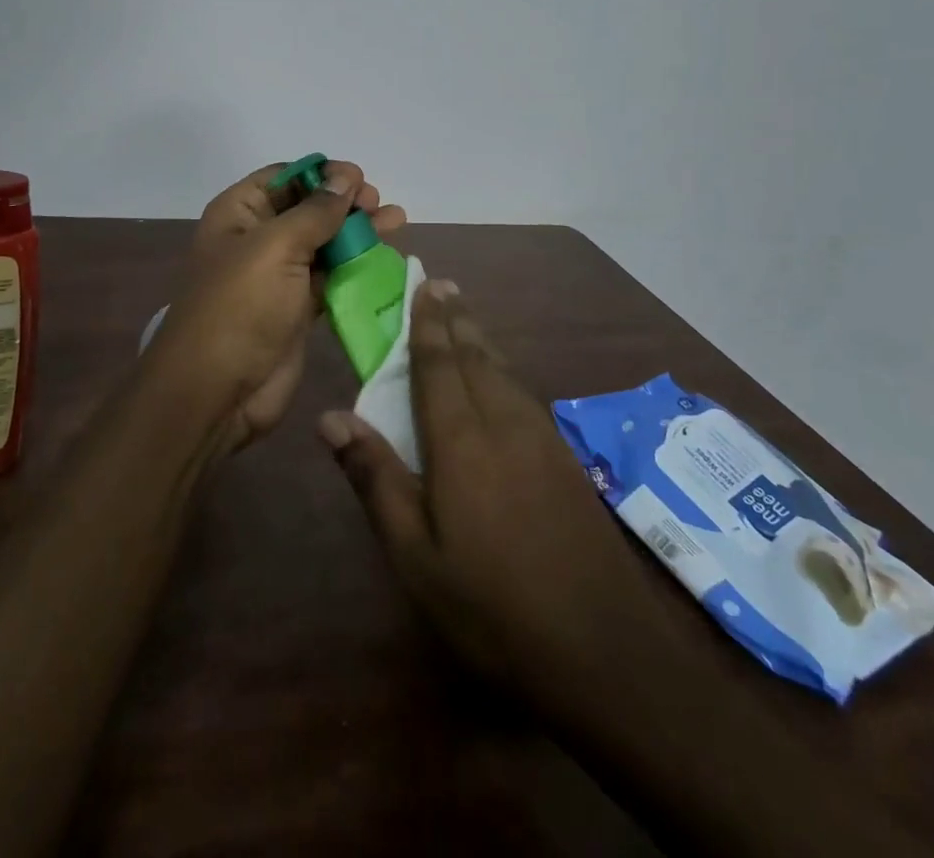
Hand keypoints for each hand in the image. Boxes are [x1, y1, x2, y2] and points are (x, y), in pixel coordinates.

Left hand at [145, 161, 405, 452]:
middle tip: (378, 204)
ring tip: (396, 221)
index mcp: (239, 213)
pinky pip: (332, 277)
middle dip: (345, 202)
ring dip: (358, 232)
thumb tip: (345, 177)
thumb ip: (316, 212)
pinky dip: (357, 267)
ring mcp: (279, 276)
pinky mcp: (298, 308)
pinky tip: (386, 259)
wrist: (218, 392)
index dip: (321, 174)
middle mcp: (257, 239)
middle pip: (308, 208)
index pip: (284, 178)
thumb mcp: (276, 247)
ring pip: (324, 243)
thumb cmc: (240, 307)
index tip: (358, 179)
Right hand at [319, 280, 660, 703]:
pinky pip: (524, 393)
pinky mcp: (565, 460)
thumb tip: (330, 416)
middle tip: (441, 284)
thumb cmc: (491, 605)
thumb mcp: (415, 555)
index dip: (427, 323)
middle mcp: (504, 423)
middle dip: (455, 318)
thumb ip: (375, 478)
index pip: (438, 365)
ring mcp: (542, 440)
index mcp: (462, 441)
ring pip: (504, 371)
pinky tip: (502, 378)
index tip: (422, 284)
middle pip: (476, 356)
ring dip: (481, 338)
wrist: (602, 649)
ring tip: (465, 316)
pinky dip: (504, 369)